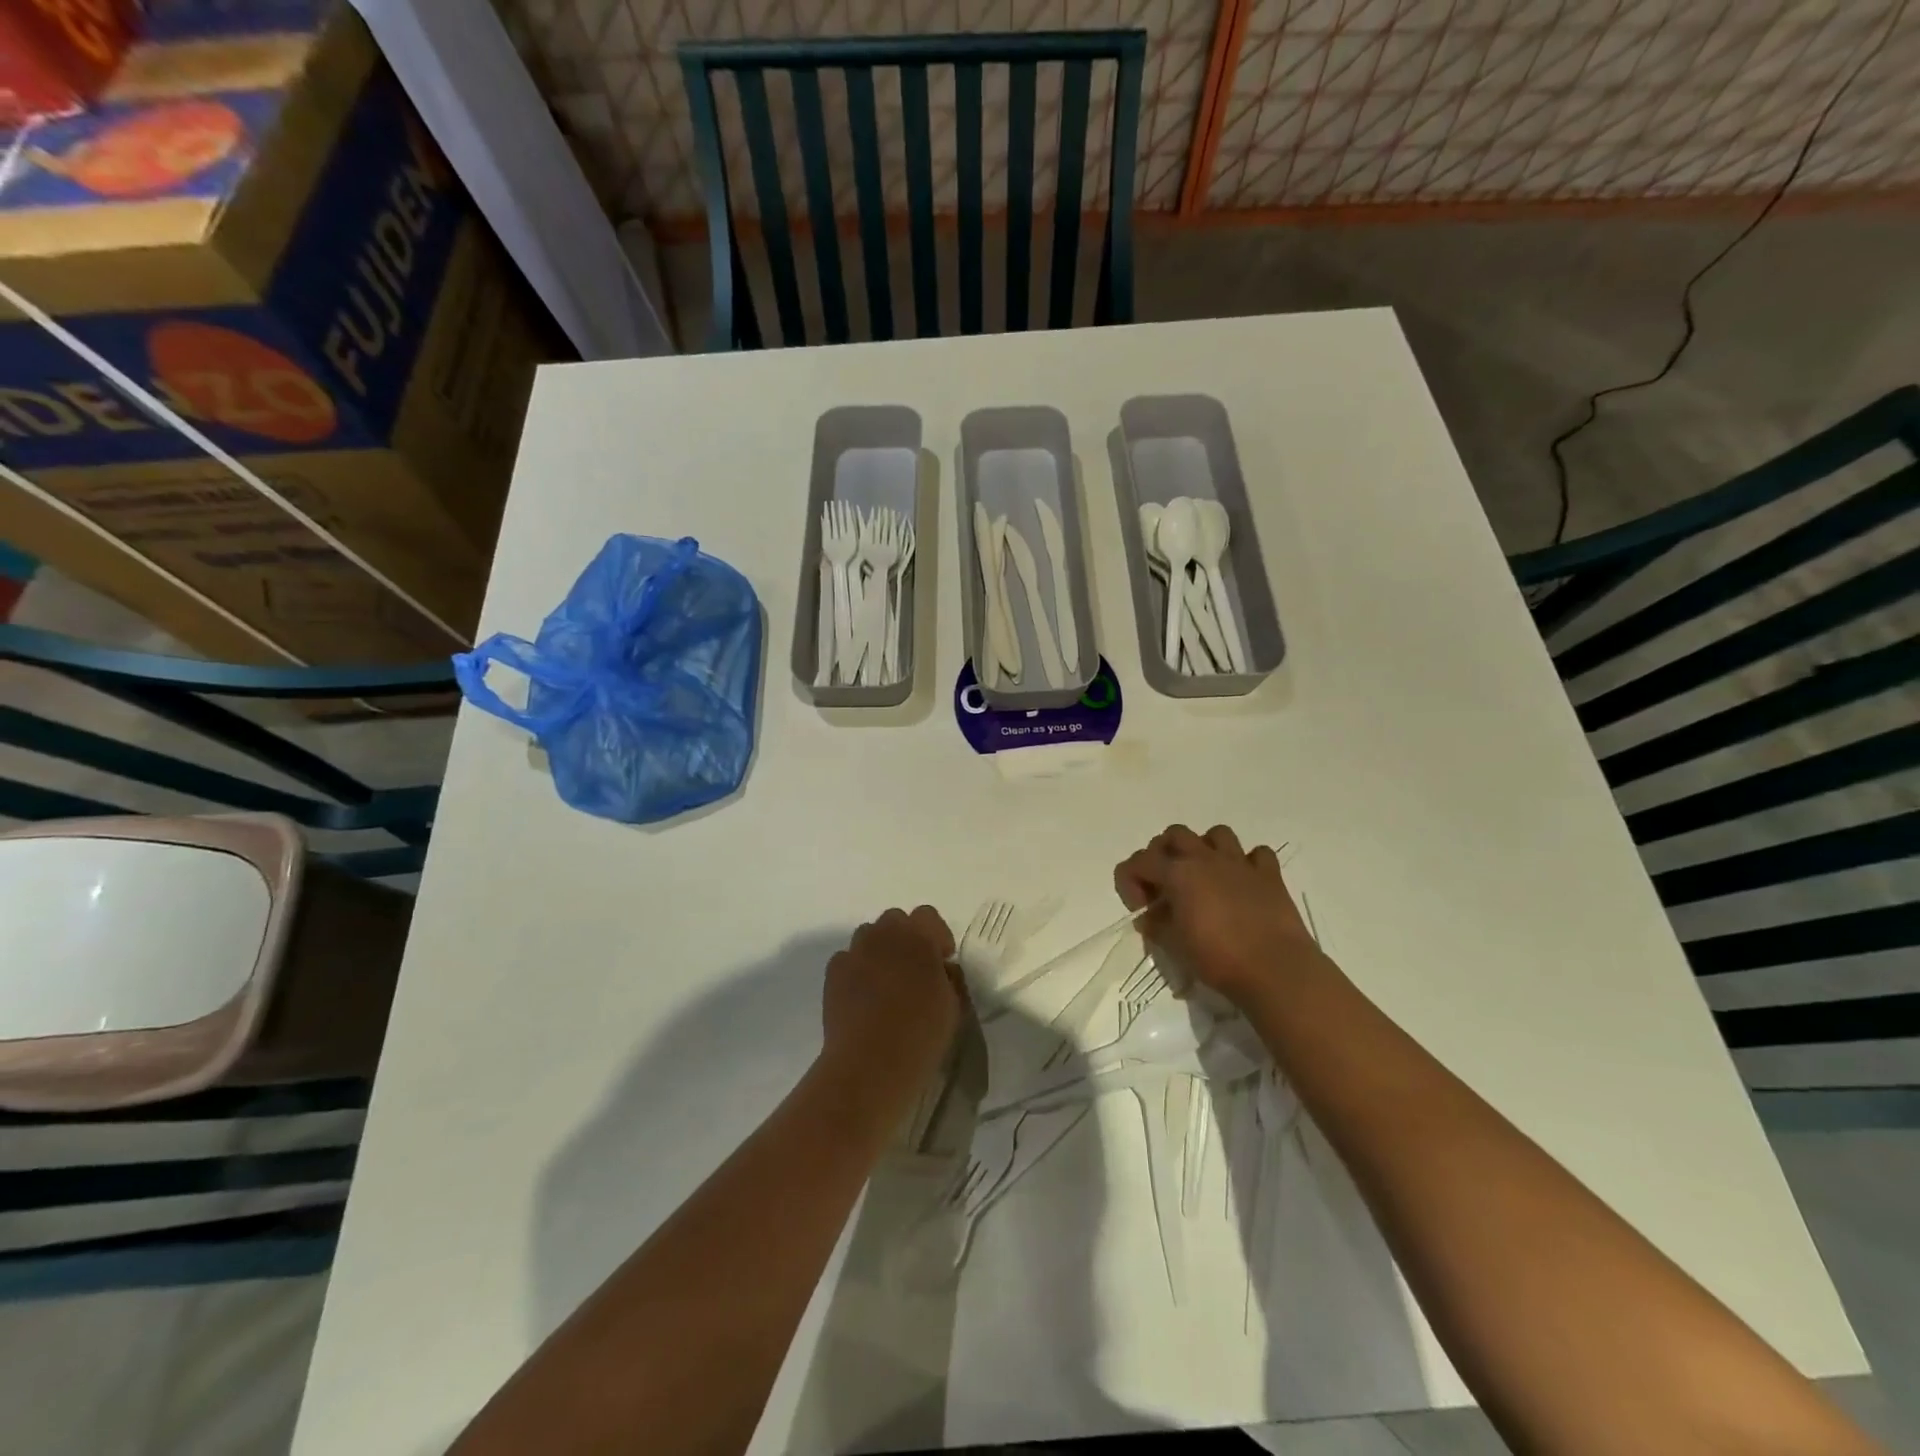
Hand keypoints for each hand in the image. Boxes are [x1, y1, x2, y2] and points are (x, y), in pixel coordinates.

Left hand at [821, 907, 961, 1097]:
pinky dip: (857, 969)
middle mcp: (884, 935)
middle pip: (895, 919)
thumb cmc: (921, 1034)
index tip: (942, 960)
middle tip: (914, 968)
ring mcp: (855, 952)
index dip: (937, 935)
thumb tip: (940, 969)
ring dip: (880, 949)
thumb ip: (950, 977)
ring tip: (886, 981)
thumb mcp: (953, 1006)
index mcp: (918, 937)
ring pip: (869, 935)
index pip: (928, 915)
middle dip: (906, 937)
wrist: (870, 1063)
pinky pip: (847, 959)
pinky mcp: (833, 973)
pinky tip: (863, 996)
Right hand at [1114, 824, 1319, 1007]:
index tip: (1140, 910)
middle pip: (1174, 834)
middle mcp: (1206, 858)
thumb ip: (1155, 924)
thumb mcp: (1173, 945)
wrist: (1276, 970)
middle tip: (1165, 884)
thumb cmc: (1218, 958)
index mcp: (1177, 873)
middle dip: (1163, 853)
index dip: (1129, 883)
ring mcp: (1240, 863)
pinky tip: (1244, 882)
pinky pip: (1257, 854)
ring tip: (1204, 874)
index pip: (1138, 862)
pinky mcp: (1270, 875)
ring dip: (1205, 848)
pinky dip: (1248, 863)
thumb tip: (1150, 915)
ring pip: (1216, 834)